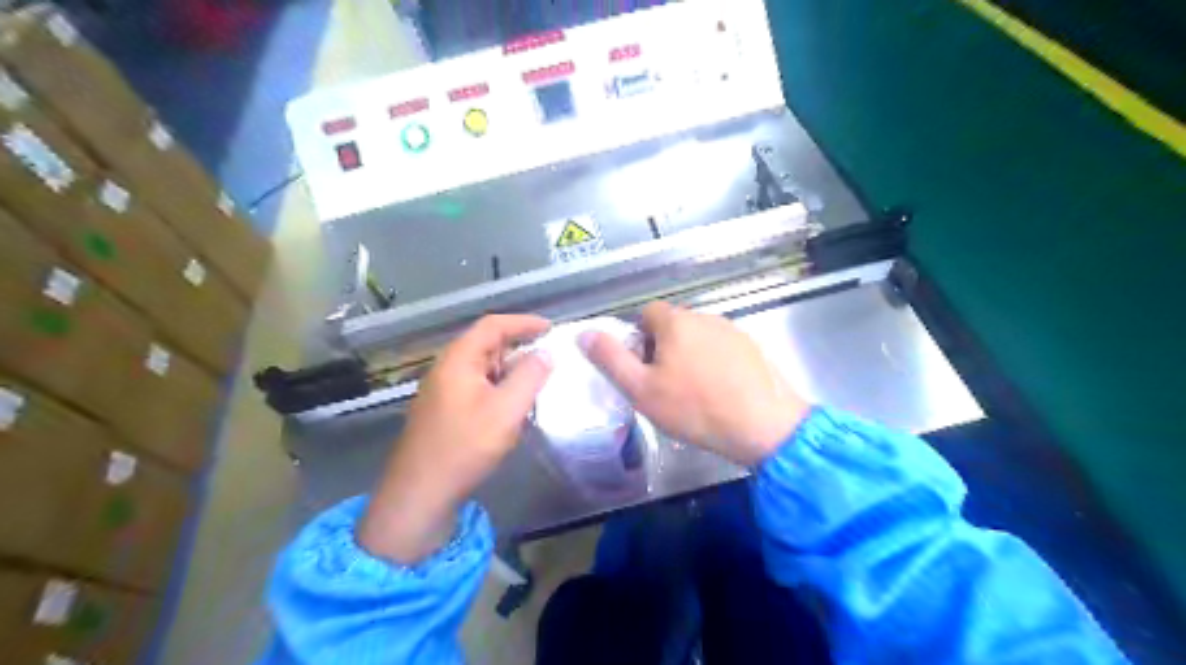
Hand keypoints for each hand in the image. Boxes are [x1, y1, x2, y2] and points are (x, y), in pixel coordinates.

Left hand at [357, 314, 550, 562]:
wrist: (420, 493)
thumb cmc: (465, 446)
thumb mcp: (506, 410)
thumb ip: (530, 376)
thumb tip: (545, 353)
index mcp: (458, 359)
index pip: (493, 325)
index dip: (523, 322)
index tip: (551, 328)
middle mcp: (447, 368)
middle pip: (486, 345)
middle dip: (519, 346)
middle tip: (548, 356)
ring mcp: (443, 390)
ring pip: (482, 368)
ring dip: (510, 370)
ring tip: (537, 381)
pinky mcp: (444, 411)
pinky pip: (477, 387)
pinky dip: (499, 388)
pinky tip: (513, 406)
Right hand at [583, 301, 810, 463]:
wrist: (764, 426)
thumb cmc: (695, 407)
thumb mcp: (641, 389)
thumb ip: (610, 359)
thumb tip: (584, 333)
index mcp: (676, 321)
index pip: (646, 313)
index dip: (638, 339)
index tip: (642, 369)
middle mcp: (705, 316)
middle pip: (672, 325)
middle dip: (663, 349)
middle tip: (664, 385)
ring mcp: (733, 330)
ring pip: (698, 338)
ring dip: (689, 356)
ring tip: (693, 393)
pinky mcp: (753, 348)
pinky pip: (722, 349)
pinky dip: (714, 364)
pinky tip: (719, 392)